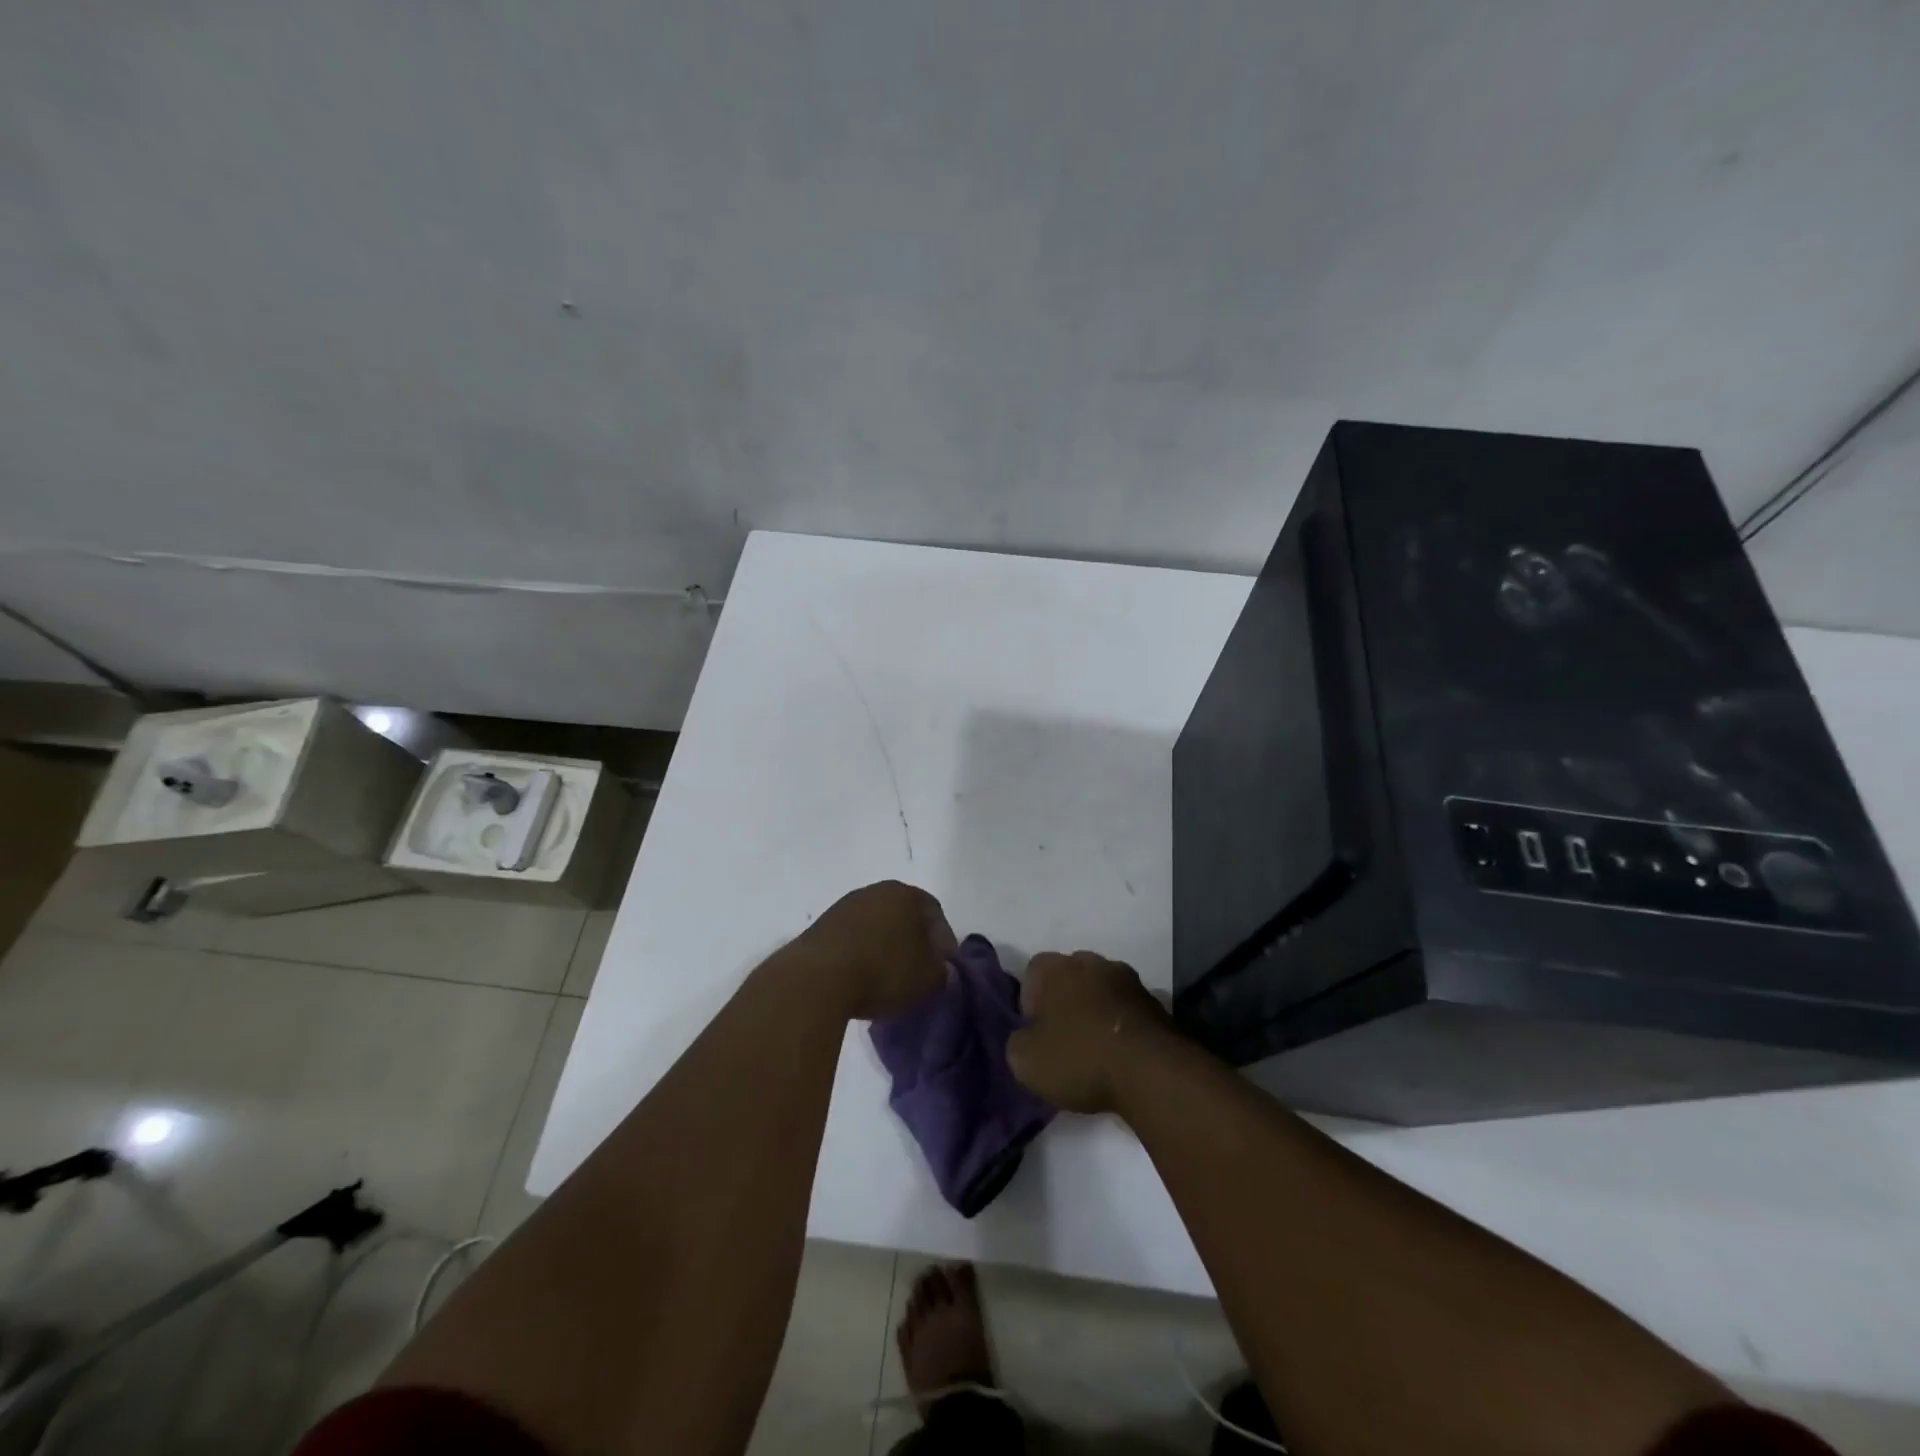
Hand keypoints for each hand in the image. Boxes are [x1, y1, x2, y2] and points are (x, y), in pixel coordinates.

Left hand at [789, 881, 956, 1020]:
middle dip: (914, 939)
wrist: (817, 978)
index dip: (943, 939)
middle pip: (903, 914)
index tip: (944, 965)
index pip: (934, 911)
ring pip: (876, 924)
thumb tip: (938, 968)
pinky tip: (862, 976)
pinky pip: (853, 937)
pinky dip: (862, 952)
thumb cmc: (883, 971)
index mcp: (905, 894)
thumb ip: (942, 971)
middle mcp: (875, 891)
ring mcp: (845, 905)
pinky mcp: (821, 925)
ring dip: (885, 946)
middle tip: (919, 968)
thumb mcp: (928, 978)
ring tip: (888, 976)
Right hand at [1006, 950, 1174, 1113]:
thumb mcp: (1025, 1061)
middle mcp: (1091, 961)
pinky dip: (1120, 1025)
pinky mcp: (1155, 1001)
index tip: (1036, 1034)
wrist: (1151, 1071)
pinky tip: (1119, 1055)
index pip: (1032, 974)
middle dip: (1064, 1003)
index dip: (1030, 1004)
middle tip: (1062, 1040)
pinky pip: (1126, 1009)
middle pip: (1069, 978)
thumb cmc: (1079, 1058)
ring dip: (1095, 1012)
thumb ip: (1018, 1041)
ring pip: (1100, 991)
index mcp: (1055, 967)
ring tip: (1094, 1051)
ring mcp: (1127, 978)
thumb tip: (1028, 1037)